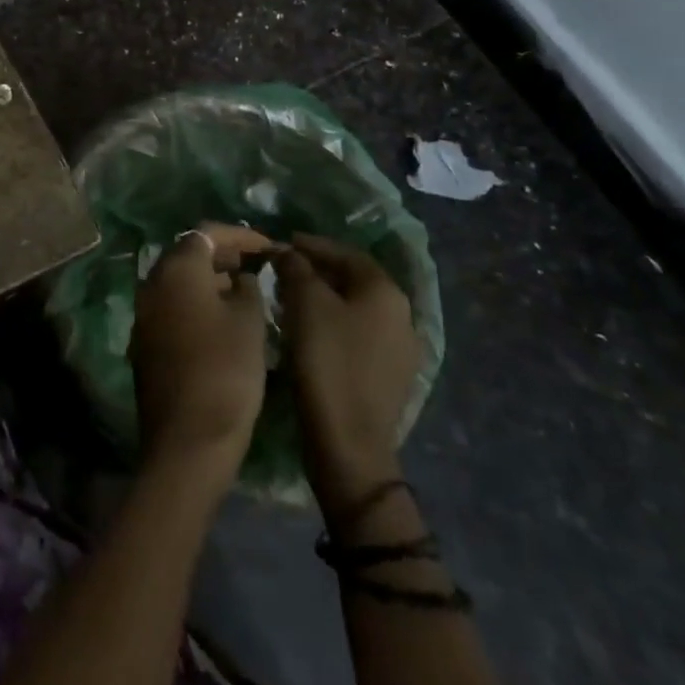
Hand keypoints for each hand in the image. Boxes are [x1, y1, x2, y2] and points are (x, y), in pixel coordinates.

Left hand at [131, 223, 269, 486]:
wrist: (187, 438)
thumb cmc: (225, 372)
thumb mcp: (249, 323)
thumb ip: (247, 289)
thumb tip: (240, 278)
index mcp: (176, 269)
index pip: (206, 233)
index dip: (240, 235)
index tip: (267, 247)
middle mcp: (152, 282)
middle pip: (187, 253)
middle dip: (222, 254)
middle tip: (255, 264)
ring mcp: (144, 311)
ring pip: (178, 280)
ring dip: (208, 278)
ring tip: (244, 290)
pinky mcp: (145, 339)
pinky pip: (172, 304)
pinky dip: (196, 300)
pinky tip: (221, 319)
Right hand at [276, 233, 421, 518]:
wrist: (349, 442)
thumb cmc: (327, 361)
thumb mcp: (304, 303)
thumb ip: (296, 268)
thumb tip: (289, 253)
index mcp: (387, 293)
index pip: (346, 253)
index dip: (312, 244)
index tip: (282, 242)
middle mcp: (402, 316)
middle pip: (354, 280)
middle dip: (317, 270)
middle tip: (283, 269)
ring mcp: (399, 350)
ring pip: (355, 308)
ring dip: (324, 297)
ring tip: (289, 297)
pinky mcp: (389, 376)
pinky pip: (358, 334)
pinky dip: (333, 323)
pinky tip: (308, 330)